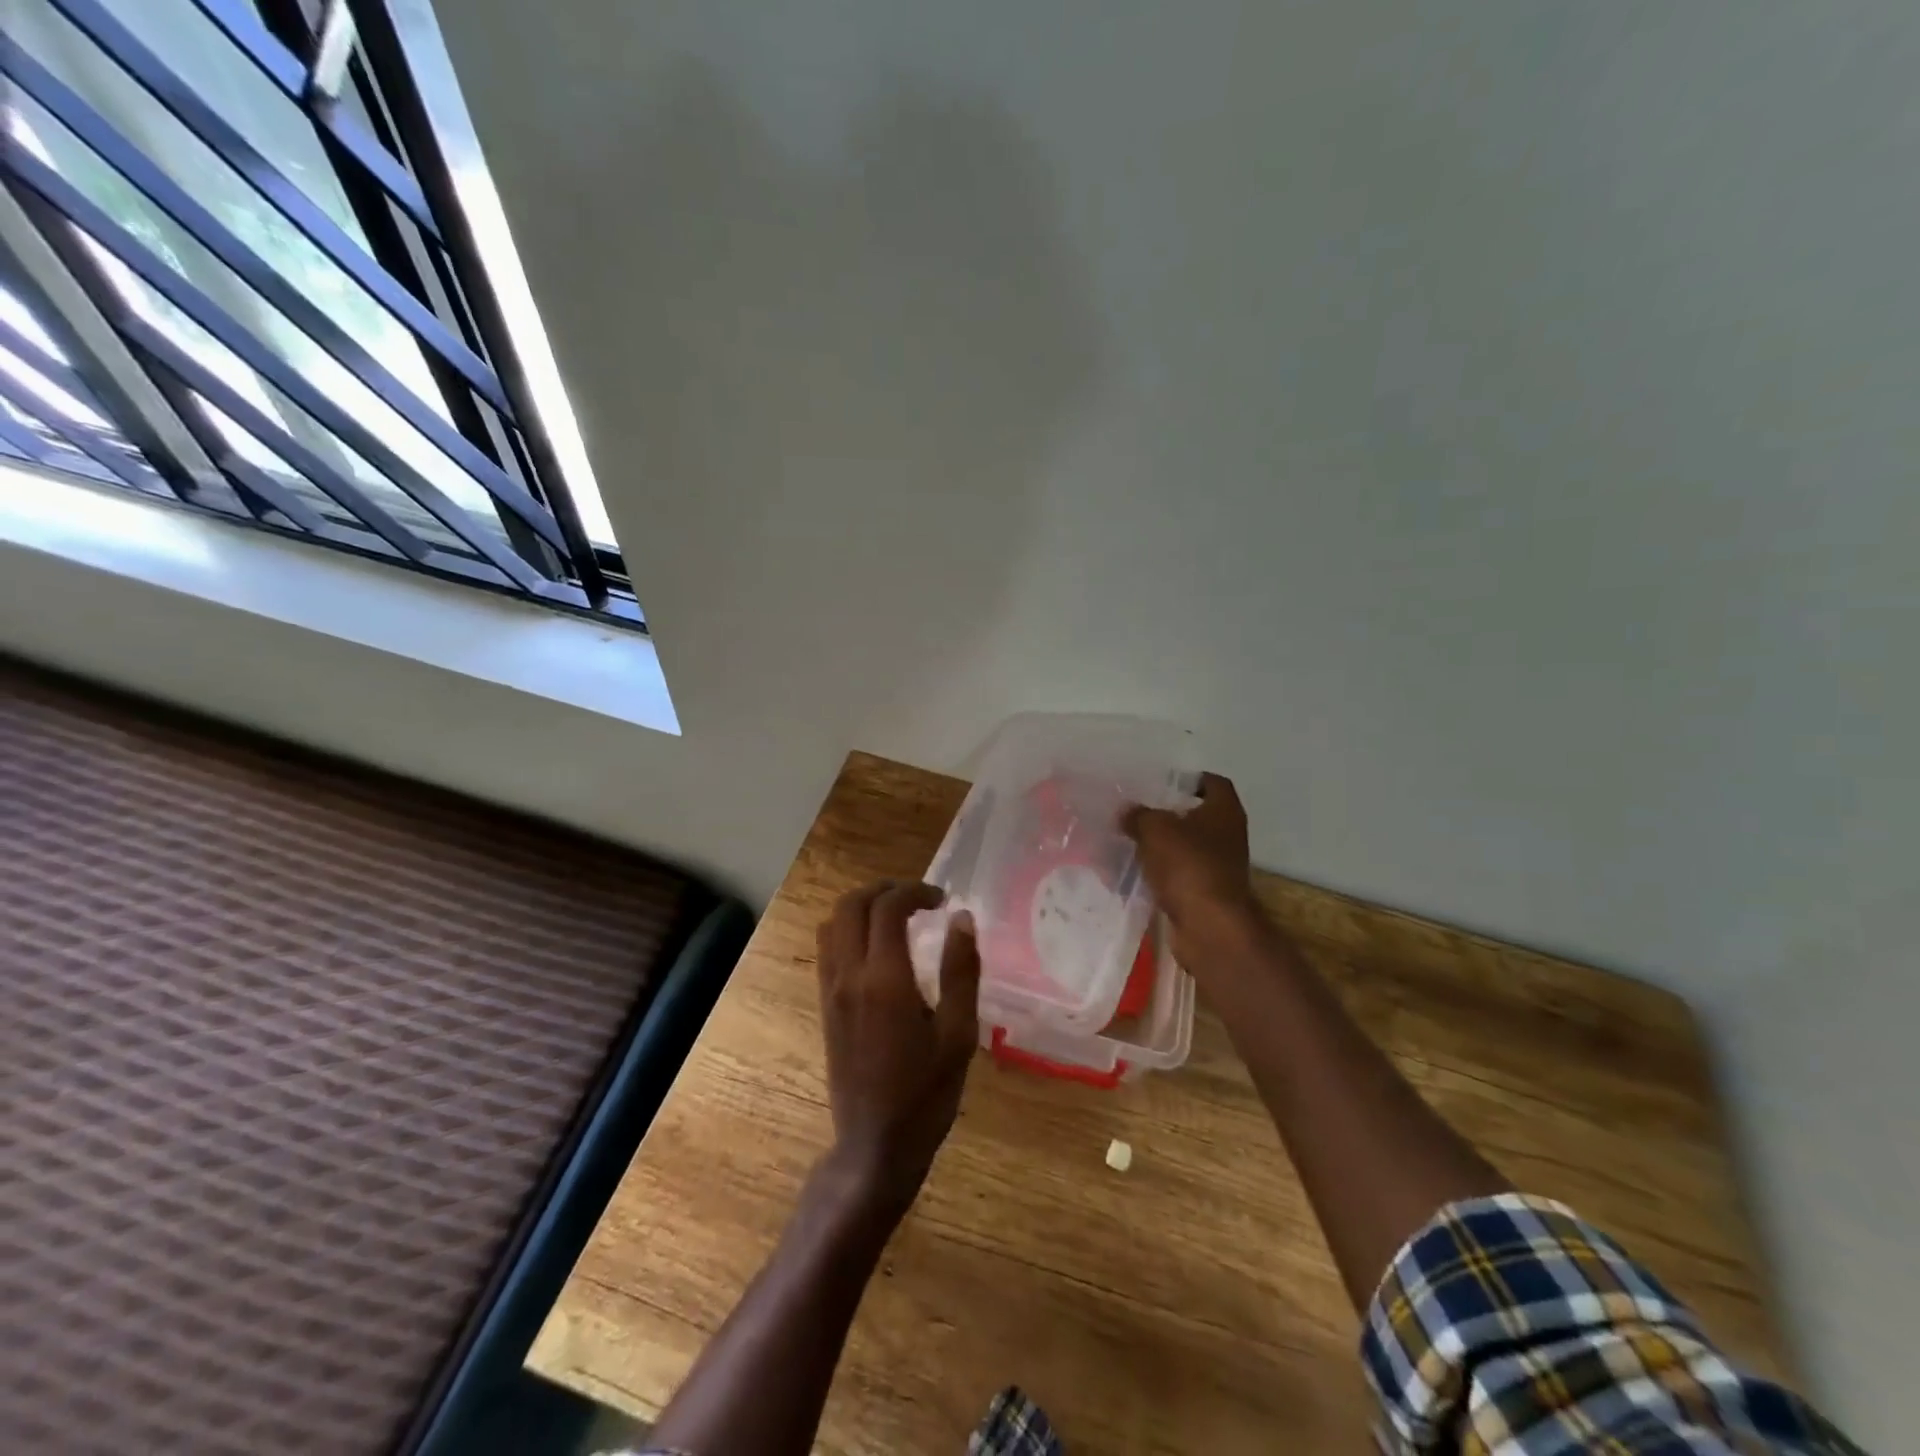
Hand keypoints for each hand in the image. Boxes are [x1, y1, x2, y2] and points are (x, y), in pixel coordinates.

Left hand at [814, 881, 980, 1207]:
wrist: (875, 1146)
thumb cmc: (926, 1093)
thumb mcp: (958, 1034)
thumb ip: (960, 971)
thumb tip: (962, 918)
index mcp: (884, 980)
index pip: (888, 908)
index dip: (915, 891)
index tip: (942, 900)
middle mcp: (849, 976)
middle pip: (851, 904)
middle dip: (884, 889)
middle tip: (918, 899)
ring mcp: (830, 991)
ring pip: (832, 923)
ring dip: (863, 907)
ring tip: (898, 917)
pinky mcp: (825, 1006)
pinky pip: (827, 949)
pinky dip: (849, 929)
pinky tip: (878, 948)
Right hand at [1123, 773, 1264, 967]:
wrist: (1209, 927)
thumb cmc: (1188, 866)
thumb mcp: (1155, 829)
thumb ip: (1138, 815)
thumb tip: (1127, 812)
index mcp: (1224, 811)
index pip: (1213, 783)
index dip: (1189, 779)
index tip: (1160, 782)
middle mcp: (1227, 836)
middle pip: (1194, 816)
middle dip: (1164, 815)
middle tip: (1133, 812)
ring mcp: (1217, 867)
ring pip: (1182, 848)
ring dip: (1157, 847)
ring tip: (1123, 842)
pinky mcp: (1203, 894)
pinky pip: (1175, 876)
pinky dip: (1156, 874)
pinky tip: (1127, 874)